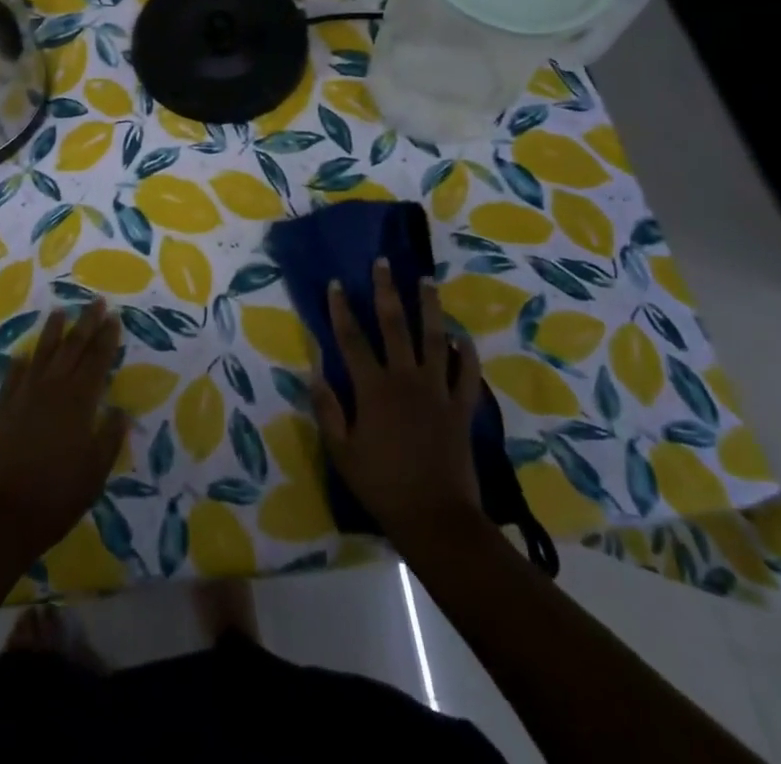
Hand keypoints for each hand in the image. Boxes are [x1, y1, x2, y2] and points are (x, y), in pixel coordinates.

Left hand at [0, 299, 128, 561]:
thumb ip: (109, 438)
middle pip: (71, 348)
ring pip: (40, 355)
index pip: (97, 360)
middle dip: (86, 323)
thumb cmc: (55, 498)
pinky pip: (11, 378)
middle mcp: (50, 390)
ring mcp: (21, 397)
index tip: (114, 317)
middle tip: (95, 301)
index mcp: (78, 402)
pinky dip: (18, 365)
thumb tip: (120, 411)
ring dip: (52, 333)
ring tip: (59, 312)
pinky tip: (21, 357)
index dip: (107, 338)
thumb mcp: (95, 473)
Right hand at [312, 259, 488, 550]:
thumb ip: (327, 408)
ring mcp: (437, 390)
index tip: (336, 282)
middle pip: (394, 325)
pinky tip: (461, 337)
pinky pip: (467, 374)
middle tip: (384, 263)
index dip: (341, 308)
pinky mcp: (461, 407)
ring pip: (434, 338)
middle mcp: (405, 379)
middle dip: (386, 290)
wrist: (436, 519)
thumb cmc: (382, 485)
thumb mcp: (341, 451)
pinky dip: (465, 353)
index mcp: (372, 388)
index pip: (352, 338)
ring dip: (429, 307)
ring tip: (427, 281)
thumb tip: (314, 371)